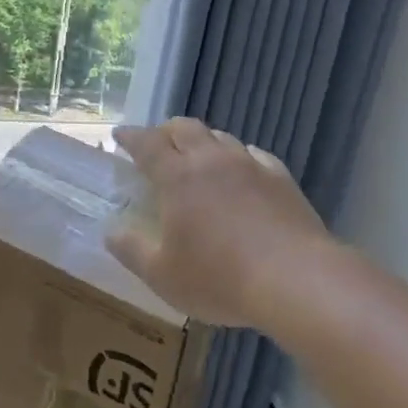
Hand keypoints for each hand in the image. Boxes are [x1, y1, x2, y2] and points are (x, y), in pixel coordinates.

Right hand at [105, 118, 334, 328]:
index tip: (119, 135)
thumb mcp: (163, 275)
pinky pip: (253, 155)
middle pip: (184, 128)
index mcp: (177, 177)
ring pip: (220, 137)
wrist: (296, 279)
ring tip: (198, 158)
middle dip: (166, 131)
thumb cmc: (219, 278)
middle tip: (157, 145)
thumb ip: (132, 251)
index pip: (147, 144)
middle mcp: (211, 160)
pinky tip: (242, 172)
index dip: (130, 137)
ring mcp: (250, 165)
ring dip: (203, 142)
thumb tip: (111, 231)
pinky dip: (239, 157)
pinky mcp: (281, 178)